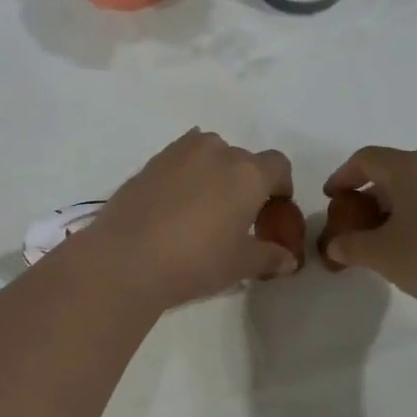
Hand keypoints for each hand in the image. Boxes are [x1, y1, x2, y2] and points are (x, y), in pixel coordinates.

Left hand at [80, 130, 294, 309]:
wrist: (127, 258)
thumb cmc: (195, 261)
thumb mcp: (239, 264)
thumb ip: (268, 256)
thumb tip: (288, 259)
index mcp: (248, 173)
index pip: (278, 165)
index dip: (280, 186)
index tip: (271, 211)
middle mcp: (216, 152)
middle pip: (242, 159)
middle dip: (245, 182)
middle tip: (235, 217)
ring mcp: (179, 153)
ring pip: (208, 153)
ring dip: (213, 172)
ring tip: (202, 207)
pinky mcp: (149, 163)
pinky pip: (178, 160)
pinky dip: (184, 174)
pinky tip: (173, 204)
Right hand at [320, 147, 416, 328]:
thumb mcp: (380, 256)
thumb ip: (350, 246)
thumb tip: (334, 245)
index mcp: (411, 168)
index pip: (367, 159)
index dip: (344, 176)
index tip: (333, 197)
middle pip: (398, 170)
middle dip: (374, 194)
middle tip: (362, 222)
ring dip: (405, 205)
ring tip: (396, 237)